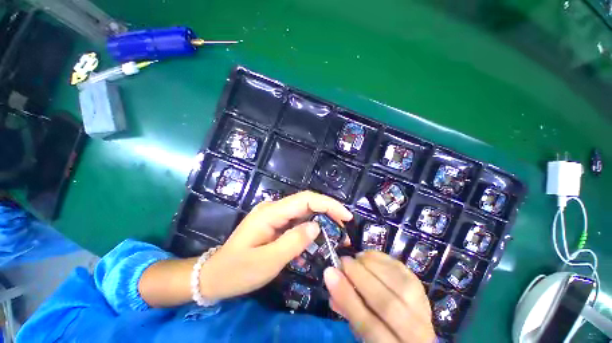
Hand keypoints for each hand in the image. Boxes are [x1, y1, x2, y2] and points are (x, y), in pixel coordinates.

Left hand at [199, 191, 352, 300]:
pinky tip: (316, 242)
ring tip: (335, 237)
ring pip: (303, 212)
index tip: (346, 216)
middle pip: (306, 203)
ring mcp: (274, 215)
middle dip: (328, 213)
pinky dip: (309, 230)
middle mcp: (273, 208)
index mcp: (271, 213)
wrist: (215, 275)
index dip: (328, 204)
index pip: (305, 199)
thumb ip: (294, 242)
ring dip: (320, 222)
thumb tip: (316, 227)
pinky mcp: (274, 223)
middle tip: (343, 230)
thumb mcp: (268, 262)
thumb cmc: (238, 271)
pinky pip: (296, 222)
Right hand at [324, 251, 434, 342]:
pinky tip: (368, 256)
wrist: (411, 333)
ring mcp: (423, 308)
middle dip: (359, 277)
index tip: (330, 273)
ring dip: (372, 265)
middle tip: (342, 261)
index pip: (370, 327)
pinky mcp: (422, 289)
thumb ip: (348, 308)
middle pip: (387, 304)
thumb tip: (331, 279)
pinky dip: (382, 259)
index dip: (348, 298)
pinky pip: (402, 269)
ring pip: (398, 284)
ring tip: (355, 258)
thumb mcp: (361, 331)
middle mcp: (416, 333)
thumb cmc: (380, 333)